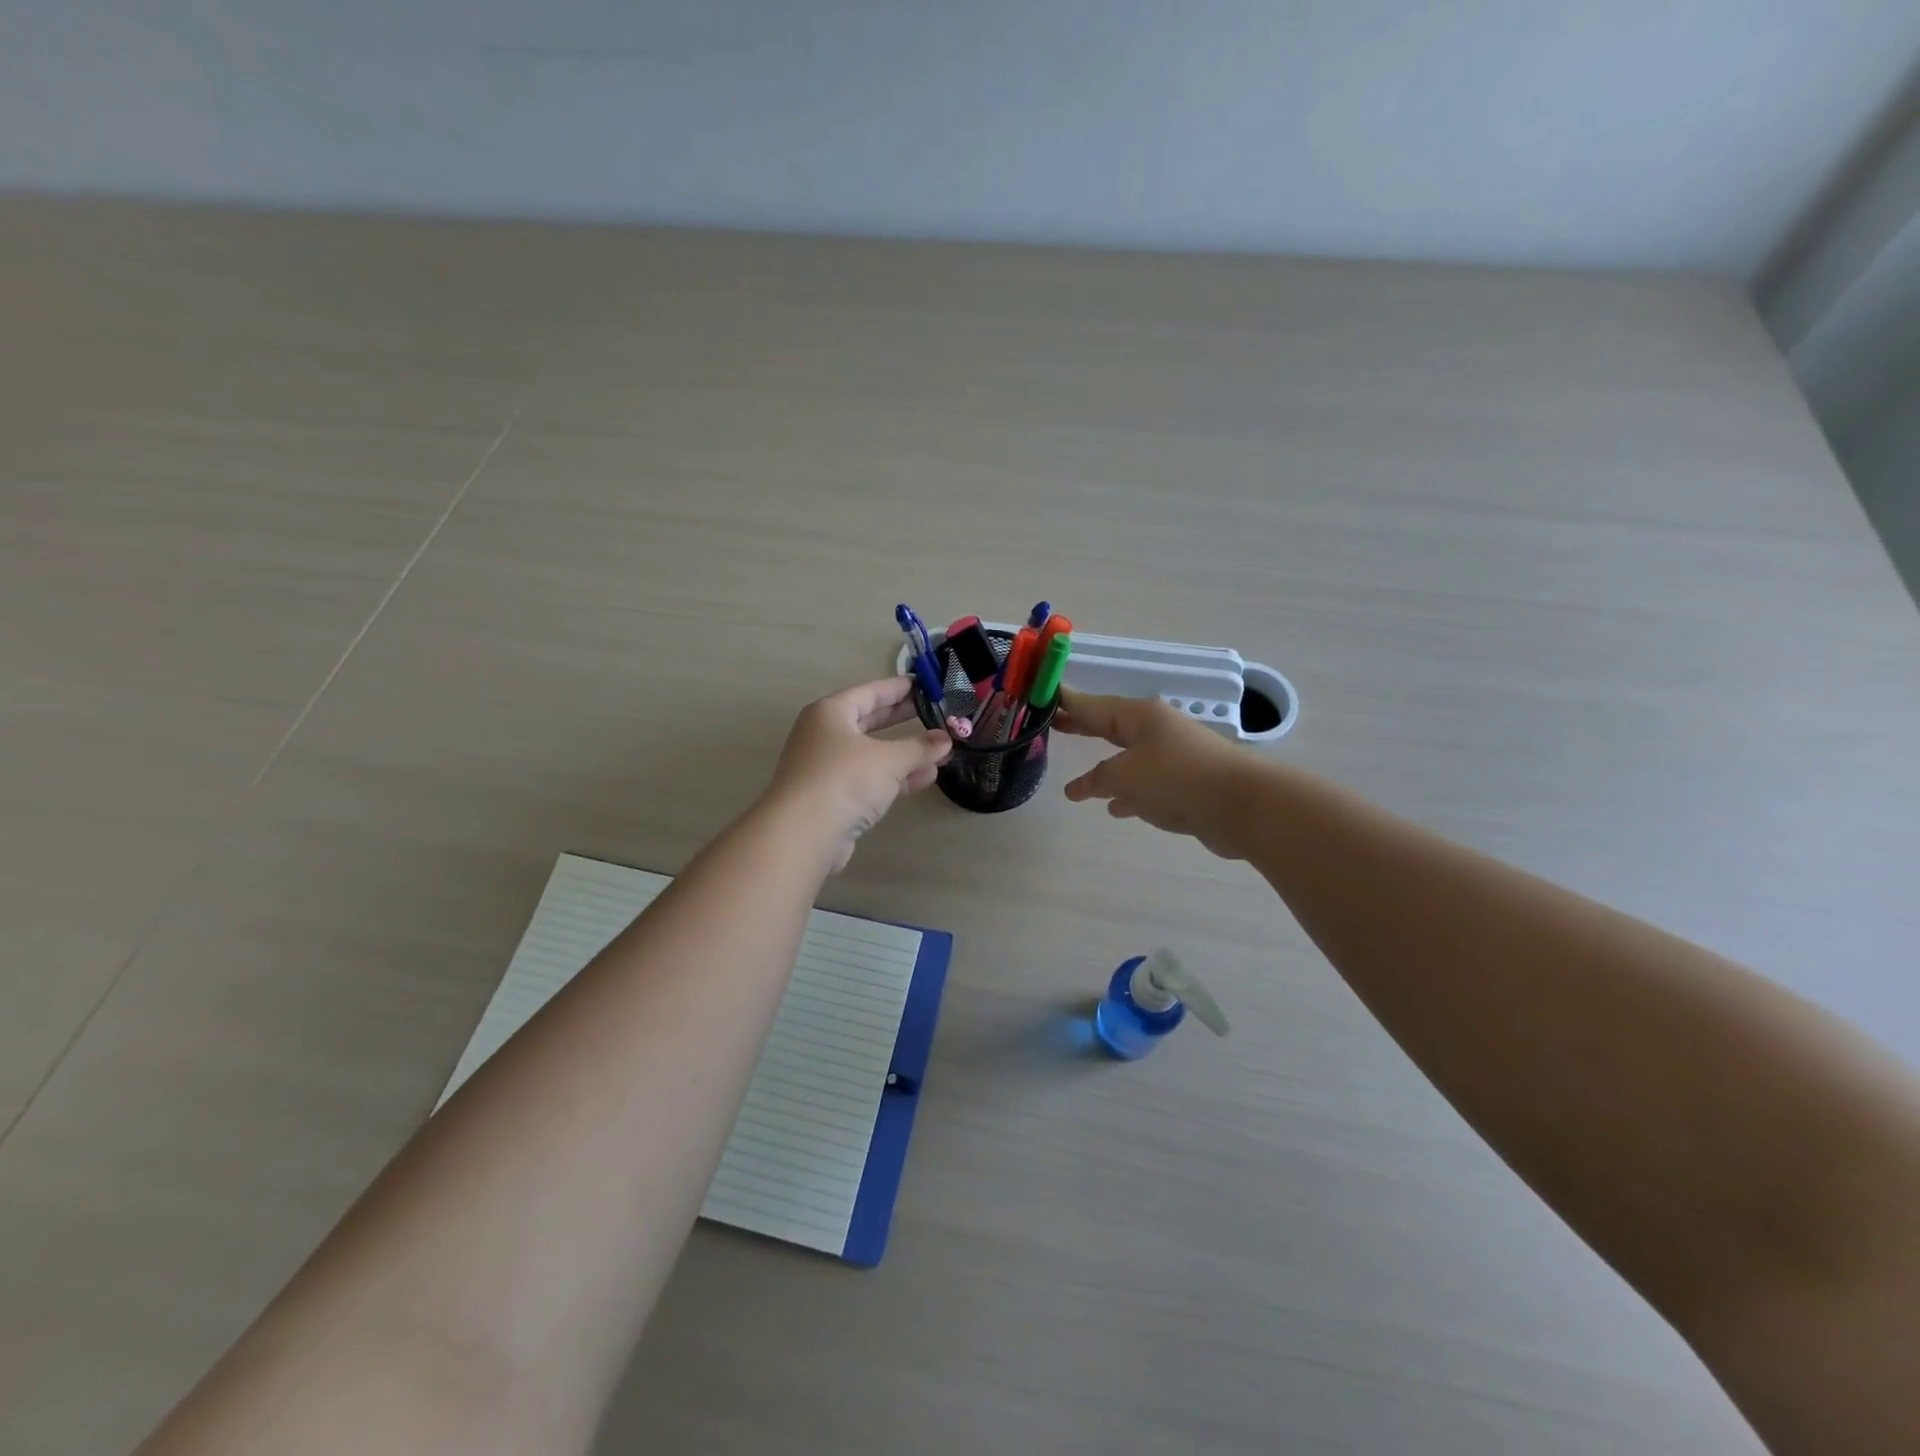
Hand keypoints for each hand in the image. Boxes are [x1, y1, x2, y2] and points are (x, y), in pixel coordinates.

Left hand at [764, 677, 952, 870]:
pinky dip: (895, 777)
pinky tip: (925, 778)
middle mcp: (824, 735)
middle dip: (902, 719)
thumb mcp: (889, 759)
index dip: (899, 688)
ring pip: (871, 753)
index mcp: (830, 713)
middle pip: (869, 721)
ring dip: (904, 753)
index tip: (926, 685)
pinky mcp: (832, 798)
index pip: (870, 692)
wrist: (802, 834)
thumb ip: (920, 748)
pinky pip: (869, 779)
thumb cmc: (844, 780)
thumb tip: (945, 740)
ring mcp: (826, 768)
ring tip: (939, 751)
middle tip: (933, 712)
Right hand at [1056, 688, 1251, 857]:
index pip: (1093, 705)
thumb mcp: (1125, 776)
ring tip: (1079, 779)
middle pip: (1110, 727)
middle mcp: (1155, 731)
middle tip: (1054, 725)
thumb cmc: (1177, 778)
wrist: (1242, 804)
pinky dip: (1127, 793)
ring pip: (1128, 758)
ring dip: (1104, 767)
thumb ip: (1097, 780)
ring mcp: (1172, 757)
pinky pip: (1146, 785)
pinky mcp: (1184, 784)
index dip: (1067, 703)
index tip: (1043, 696)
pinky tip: (1115, 808)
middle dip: (1084, 728)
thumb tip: (1077, 787)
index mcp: (1140, 717)